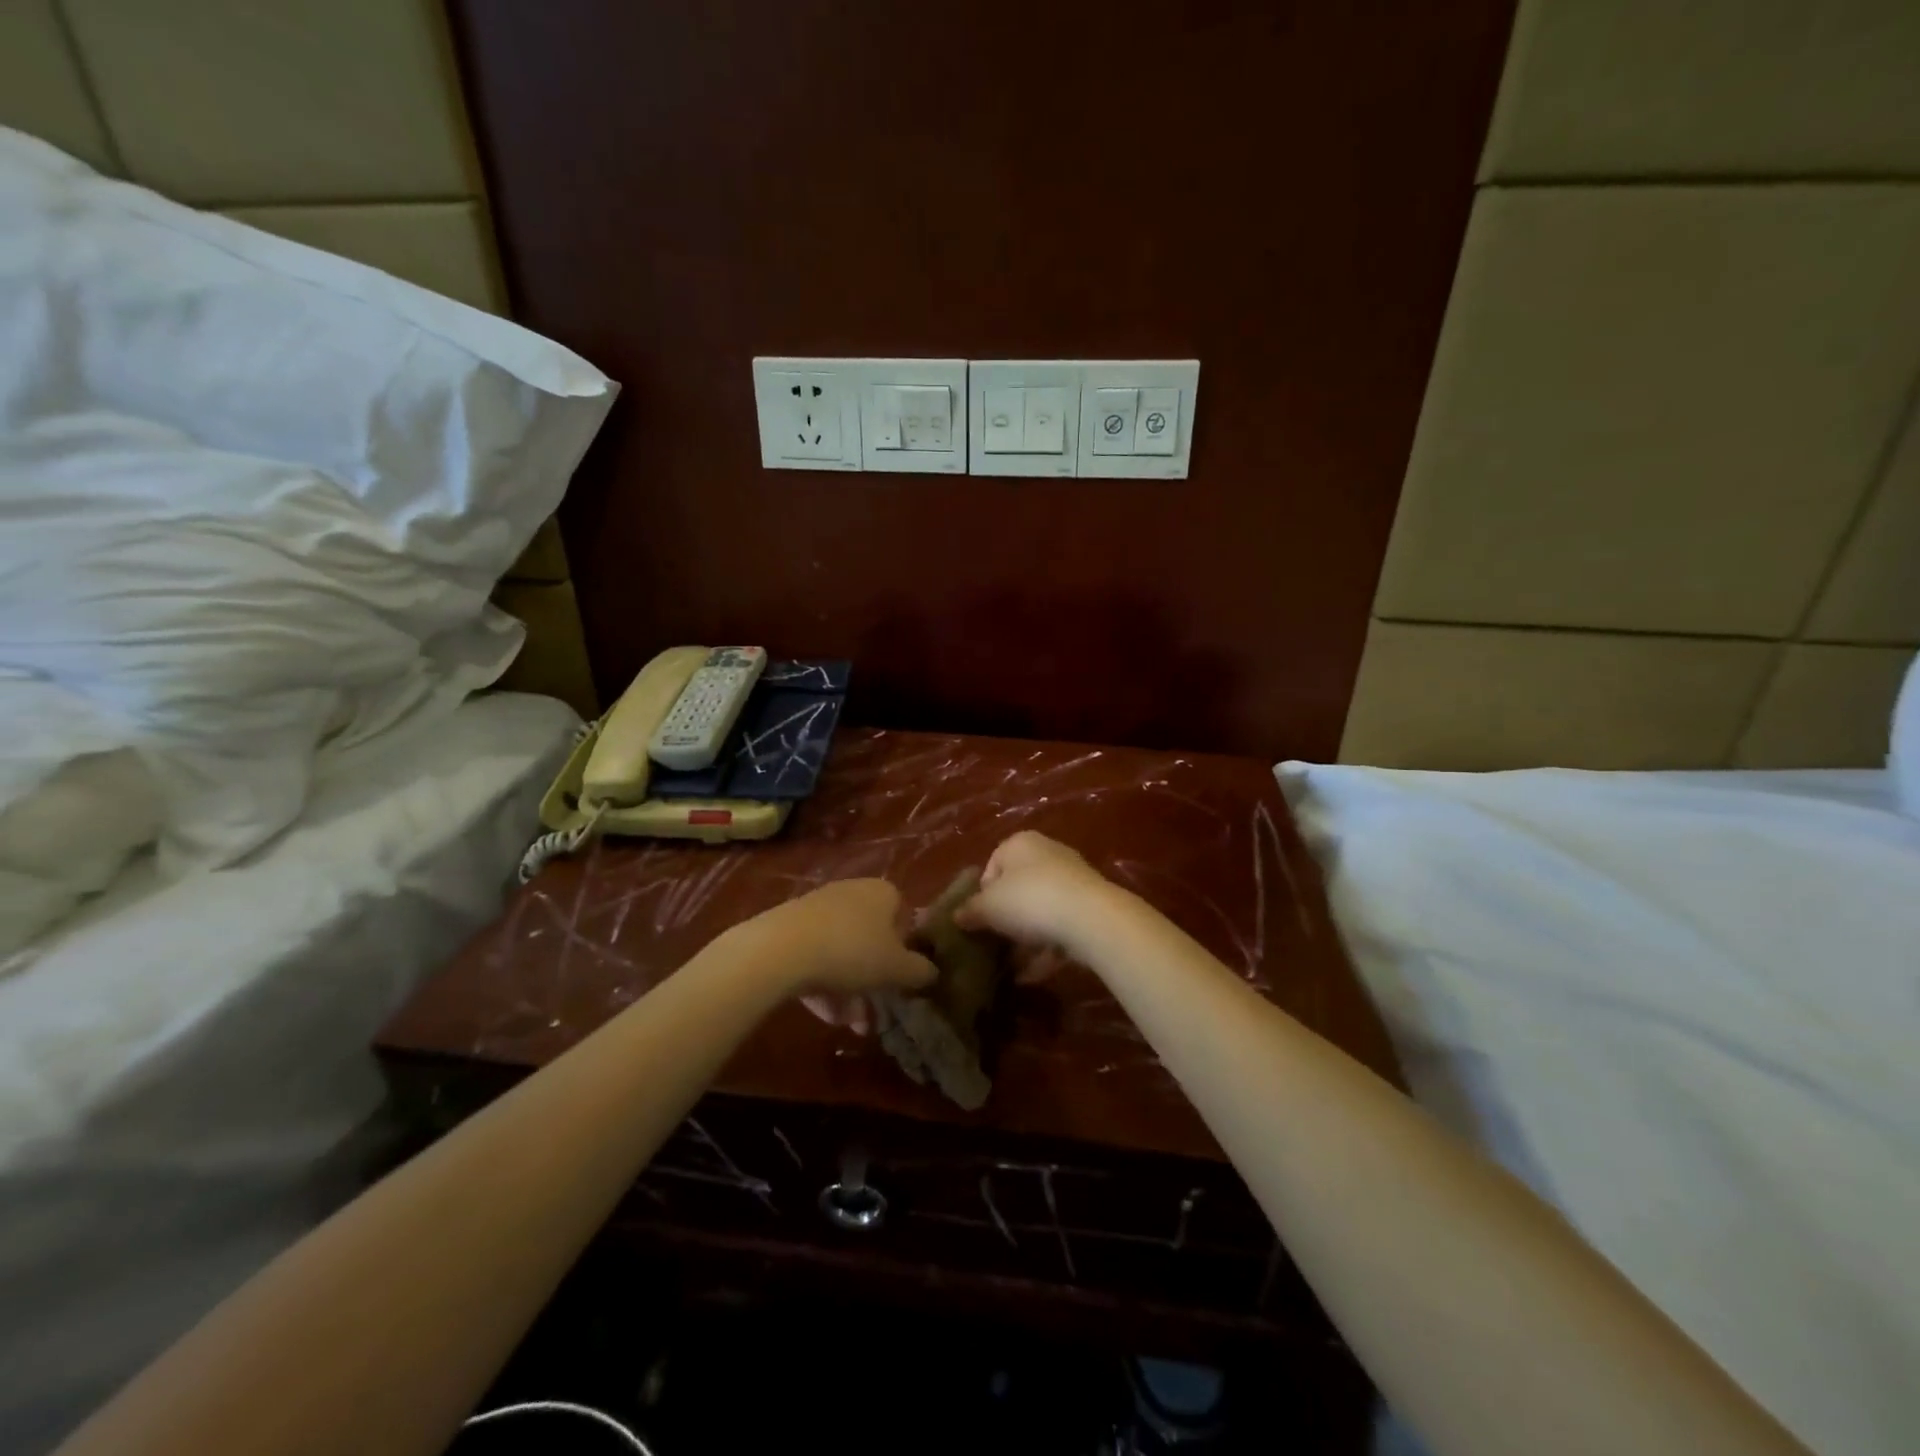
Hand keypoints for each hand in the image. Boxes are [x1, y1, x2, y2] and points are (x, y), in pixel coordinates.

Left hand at [733, 879, 934, 1024]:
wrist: (781, 949)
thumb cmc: (852, 952)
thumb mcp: (897, 969)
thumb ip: (921, 971)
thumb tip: (933, 972)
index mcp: (883, 892)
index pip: (904, 917)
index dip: (905, 950)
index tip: (900, 977)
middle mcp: (853, 892)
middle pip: (871, 939)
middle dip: (874, 979)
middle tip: (875, 1011)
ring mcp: (819, 907)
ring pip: (843, 952)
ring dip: (850, 991)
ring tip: (849, 1024)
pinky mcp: (790, 926)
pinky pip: (817, 956)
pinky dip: (824, 984)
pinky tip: (824, 1015)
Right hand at [952, 831, 1116, 960]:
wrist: (1090, 918)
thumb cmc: (1029, 900)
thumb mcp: (987, 907)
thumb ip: (970, 910)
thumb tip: (957, 916)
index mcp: (1020, 844)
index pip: (992, 865)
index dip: (981, 895)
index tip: (978, 919)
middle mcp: (1048, 854)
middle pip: (1017, 889)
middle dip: (1005, 918)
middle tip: (993, 943)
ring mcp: (1072, 881)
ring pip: (1040, 911)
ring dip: (1025, 939)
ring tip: (1010, 967)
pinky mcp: (1090, 908)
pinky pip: (1060, 929)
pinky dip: (1045, 950)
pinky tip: (1030, 976)